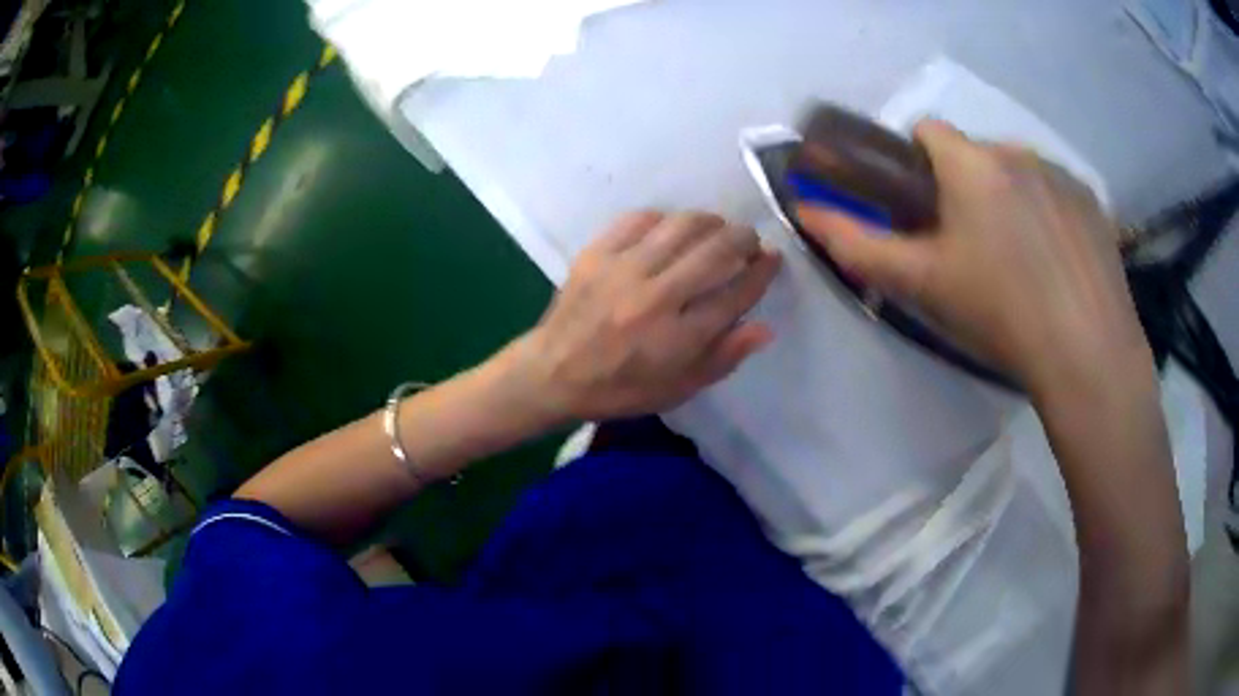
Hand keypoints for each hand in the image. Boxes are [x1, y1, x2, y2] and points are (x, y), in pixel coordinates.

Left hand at [518, 211, 780, 420]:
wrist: (552, 373)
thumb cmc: (620, 388)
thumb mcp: (677, 389)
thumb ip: (723, 358)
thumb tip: (764, 328)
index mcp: (678, 338)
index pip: (736, 293)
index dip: (763, 271)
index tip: (773, 258)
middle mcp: (655, 297)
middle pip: (716, 251)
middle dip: (744, 239)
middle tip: (750, 242)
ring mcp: (623, 269)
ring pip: (682, 226)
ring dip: (711, 222)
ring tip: (717, 230)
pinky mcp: (597, 252)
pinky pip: (641, 218)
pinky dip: (666, 219)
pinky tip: (672, 230)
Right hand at [796, 120, 1150, 394]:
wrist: (1086, 352)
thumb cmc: (1000, 314)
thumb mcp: (923, 285)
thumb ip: (859, 245)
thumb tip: (805, 212)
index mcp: (971, 164)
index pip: (927, 131)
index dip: (917, 164)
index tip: (926, 210)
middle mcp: (1016, 151)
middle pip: (976, 154)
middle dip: (967, 186)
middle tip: (975, 249)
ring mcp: (1060, 174)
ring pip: (1018, 171)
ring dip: (1010, 198)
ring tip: (1023, 261)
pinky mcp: (1091, 200)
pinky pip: (1056, 191)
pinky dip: (1048, 213)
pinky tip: (1057, 264)